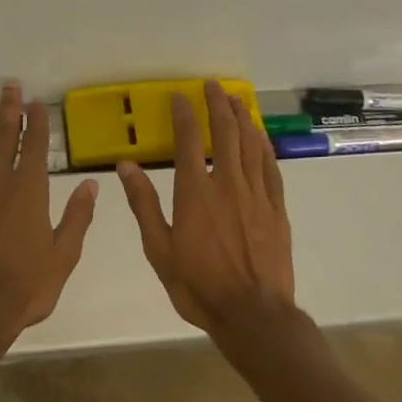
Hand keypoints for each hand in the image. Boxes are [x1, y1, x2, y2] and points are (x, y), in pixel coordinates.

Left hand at [0, 82, 99, 338]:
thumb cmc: (27, 284)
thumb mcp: (64, 255)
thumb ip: (78, 216)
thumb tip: (90, 183)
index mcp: (30, 190)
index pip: (36, 146)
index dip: (36, 121)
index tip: (36, 102)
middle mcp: (0, 181)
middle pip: (5, 137)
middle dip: (9, 110)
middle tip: (9, 86)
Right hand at [118, 80, 294, 336]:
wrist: (254, 316)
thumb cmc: (199, 285)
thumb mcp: (159, 249)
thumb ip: (143, 204)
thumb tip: (125, 165)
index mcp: (195, 191)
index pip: (188, 139)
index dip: (184, 113)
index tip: (179, 96)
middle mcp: (227, 183)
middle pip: (225, 132)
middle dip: (217, 104)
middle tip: (212, 85)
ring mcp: (256, 194)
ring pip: (250, 144)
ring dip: (243, 118)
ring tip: (236, 99)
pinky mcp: (276, 209)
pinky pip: (271, 167)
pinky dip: (264, 146)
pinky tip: (260, 136)